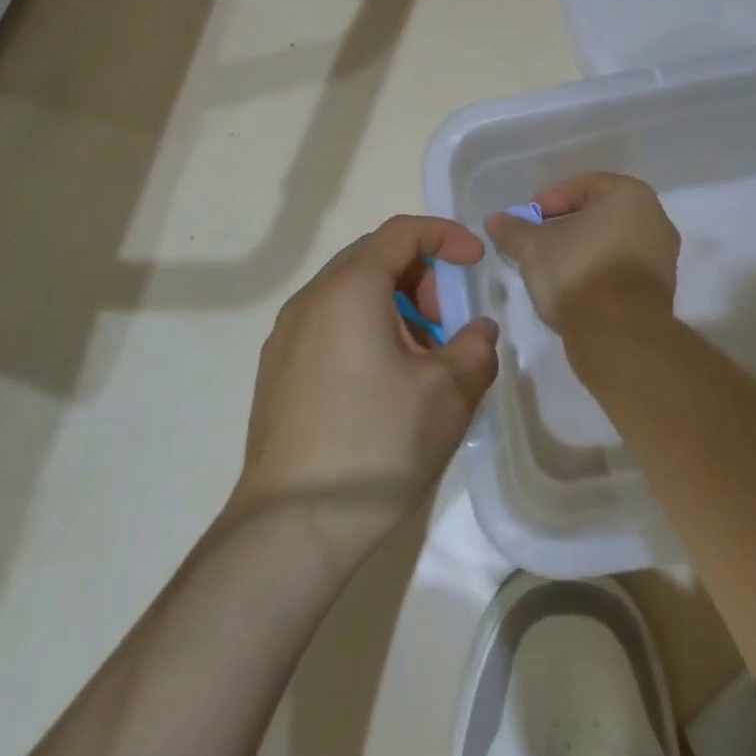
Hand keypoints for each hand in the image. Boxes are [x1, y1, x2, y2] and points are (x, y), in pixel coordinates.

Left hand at [231, 216, 498, 558]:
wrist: (293, 524)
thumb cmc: (377, 444)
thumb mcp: (448, 394)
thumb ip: (476, 347)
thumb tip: (477, 331)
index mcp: (350, 288)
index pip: (402, 231)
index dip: (446, 236)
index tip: (477, 261)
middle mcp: (311, 298)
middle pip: (374, 258)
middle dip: (422, 278)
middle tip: (450, 323)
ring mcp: (287, 333)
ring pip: (350, 294)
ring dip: (394, 307)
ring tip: (422, 361)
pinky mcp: (277, 368)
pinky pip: (329, 324)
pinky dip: (366, 329)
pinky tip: (384, 383)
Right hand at [484, 173, 679, 338]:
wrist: (619, 335)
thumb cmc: (577, 273)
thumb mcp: (533, 248)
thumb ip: (513, 230)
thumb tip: (495, 220)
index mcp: (628, 194)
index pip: (579, 187)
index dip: (547, 203)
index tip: (526, 224)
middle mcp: (654, 217)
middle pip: (597, 214)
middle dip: (564, 227)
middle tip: (536, 244)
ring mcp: (663, 254)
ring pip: (610, 242)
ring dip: (581, 251)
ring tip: (552, 269)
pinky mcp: (661, 287)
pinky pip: (622, 268)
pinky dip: (599, 271)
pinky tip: (575, 288)